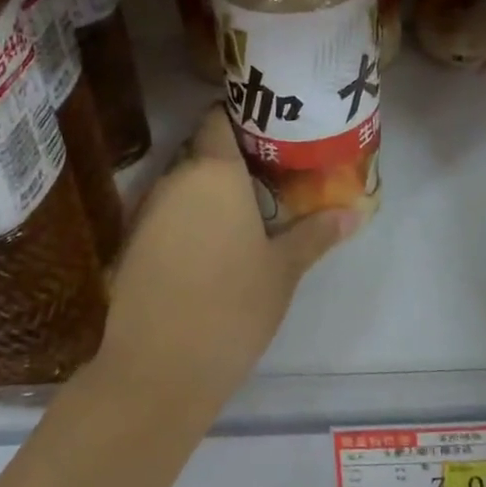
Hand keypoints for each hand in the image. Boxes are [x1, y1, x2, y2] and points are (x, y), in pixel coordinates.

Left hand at [98, 107, 359, 406]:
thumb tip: (355, 213)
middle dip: (232, 160)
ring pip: (181, 184)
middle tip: (271, 176)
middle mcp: (173, 180)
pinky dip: (186, 219)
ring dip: (208, 192)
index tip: (271, 132)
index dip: (242, 119)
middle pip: (201, 151)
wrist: (159, 367)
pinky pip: (164, 214)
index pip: (218, 119)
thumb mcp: (283, 270)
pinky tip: (210, 246)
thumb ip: (315, 234)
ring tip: (246, 212)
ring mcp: (146, 211)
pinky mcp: (131, 243)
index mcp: (213, 172)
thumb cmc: (232, 306)